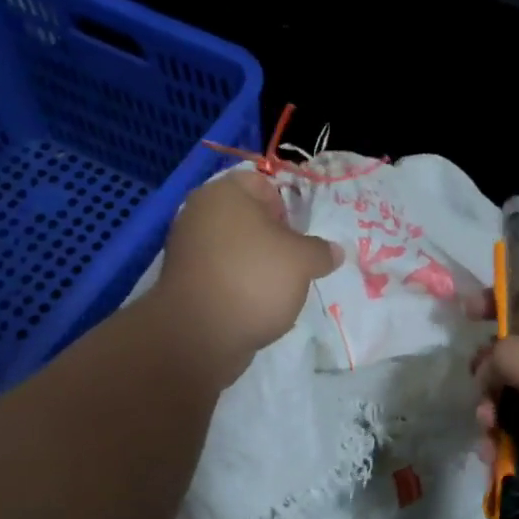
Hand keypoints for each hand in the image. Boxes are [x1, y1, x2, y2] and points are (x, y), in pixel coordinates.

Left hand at [155, 168, 340, 381]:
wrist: (199, 334)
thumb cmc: (254, 278)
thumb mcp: (302, 261)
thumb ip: (321, 251)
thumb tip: (334, 251)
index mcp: (224, 192)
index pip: (262, 183)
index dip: (287, 206)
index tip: (301, 236)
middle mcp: (199, 213)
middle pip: (248, 218)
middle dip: (273, 239)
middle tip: (294, 263)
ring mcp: (187, 249)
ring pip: (235, 248)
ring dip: (257, 264)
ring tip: (277, 289)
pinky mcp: (184, 282)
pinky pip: (221, 274)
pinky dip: (239, 285)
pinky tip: (255, 306)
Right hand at [471, 284, 518, 518]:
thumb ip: (507, 354)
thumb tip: (485, 371)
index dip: (508, 297)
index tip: (470, 310)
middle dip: (492, 367)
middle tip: (480, 381)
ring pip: (513, 398)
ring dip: (492, 410)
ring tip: (489, 426)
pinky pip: (518, 437)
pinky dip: (501, 444)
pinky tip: (493, 455)